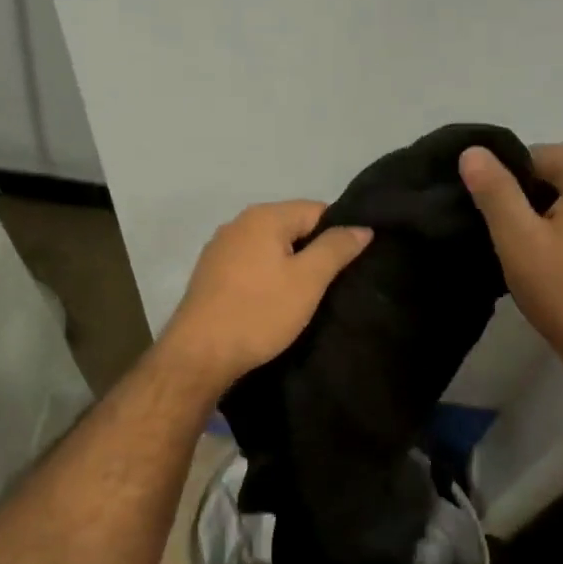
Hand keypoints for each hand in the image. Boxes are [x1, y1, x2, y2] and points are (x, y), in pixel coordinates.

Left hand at [159, 201, 371, 396]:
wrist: (200, 354)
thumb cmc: (259, 312)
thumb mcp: (308, 280)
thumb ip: (336, 248)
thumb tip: (362, 227)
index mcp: (263, 216)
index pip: (316, 210)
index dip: (338, 234)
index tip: (350, 265)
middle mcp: (238, 223)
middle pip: (291, 227)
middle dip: (313, 251)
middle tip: (331, 285)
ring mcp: (219, 249)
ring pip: (269, 248)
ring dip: (289, 267)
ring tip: (305, 297)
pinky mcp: (210, 275)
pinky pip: (250, 266)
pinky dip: (266, 278)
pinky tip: (272, 304)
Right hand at [460, 142, 562, 392]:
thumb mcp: (517, 238)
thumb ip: (495, 192)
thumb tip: (473, 151)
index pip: (543, 154)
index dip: (510, 175)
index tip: (491, 209)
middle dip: (534, 187)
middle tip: (508, 223)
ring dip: (555, 206)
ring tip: (528, 242)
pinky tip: (557, 258)